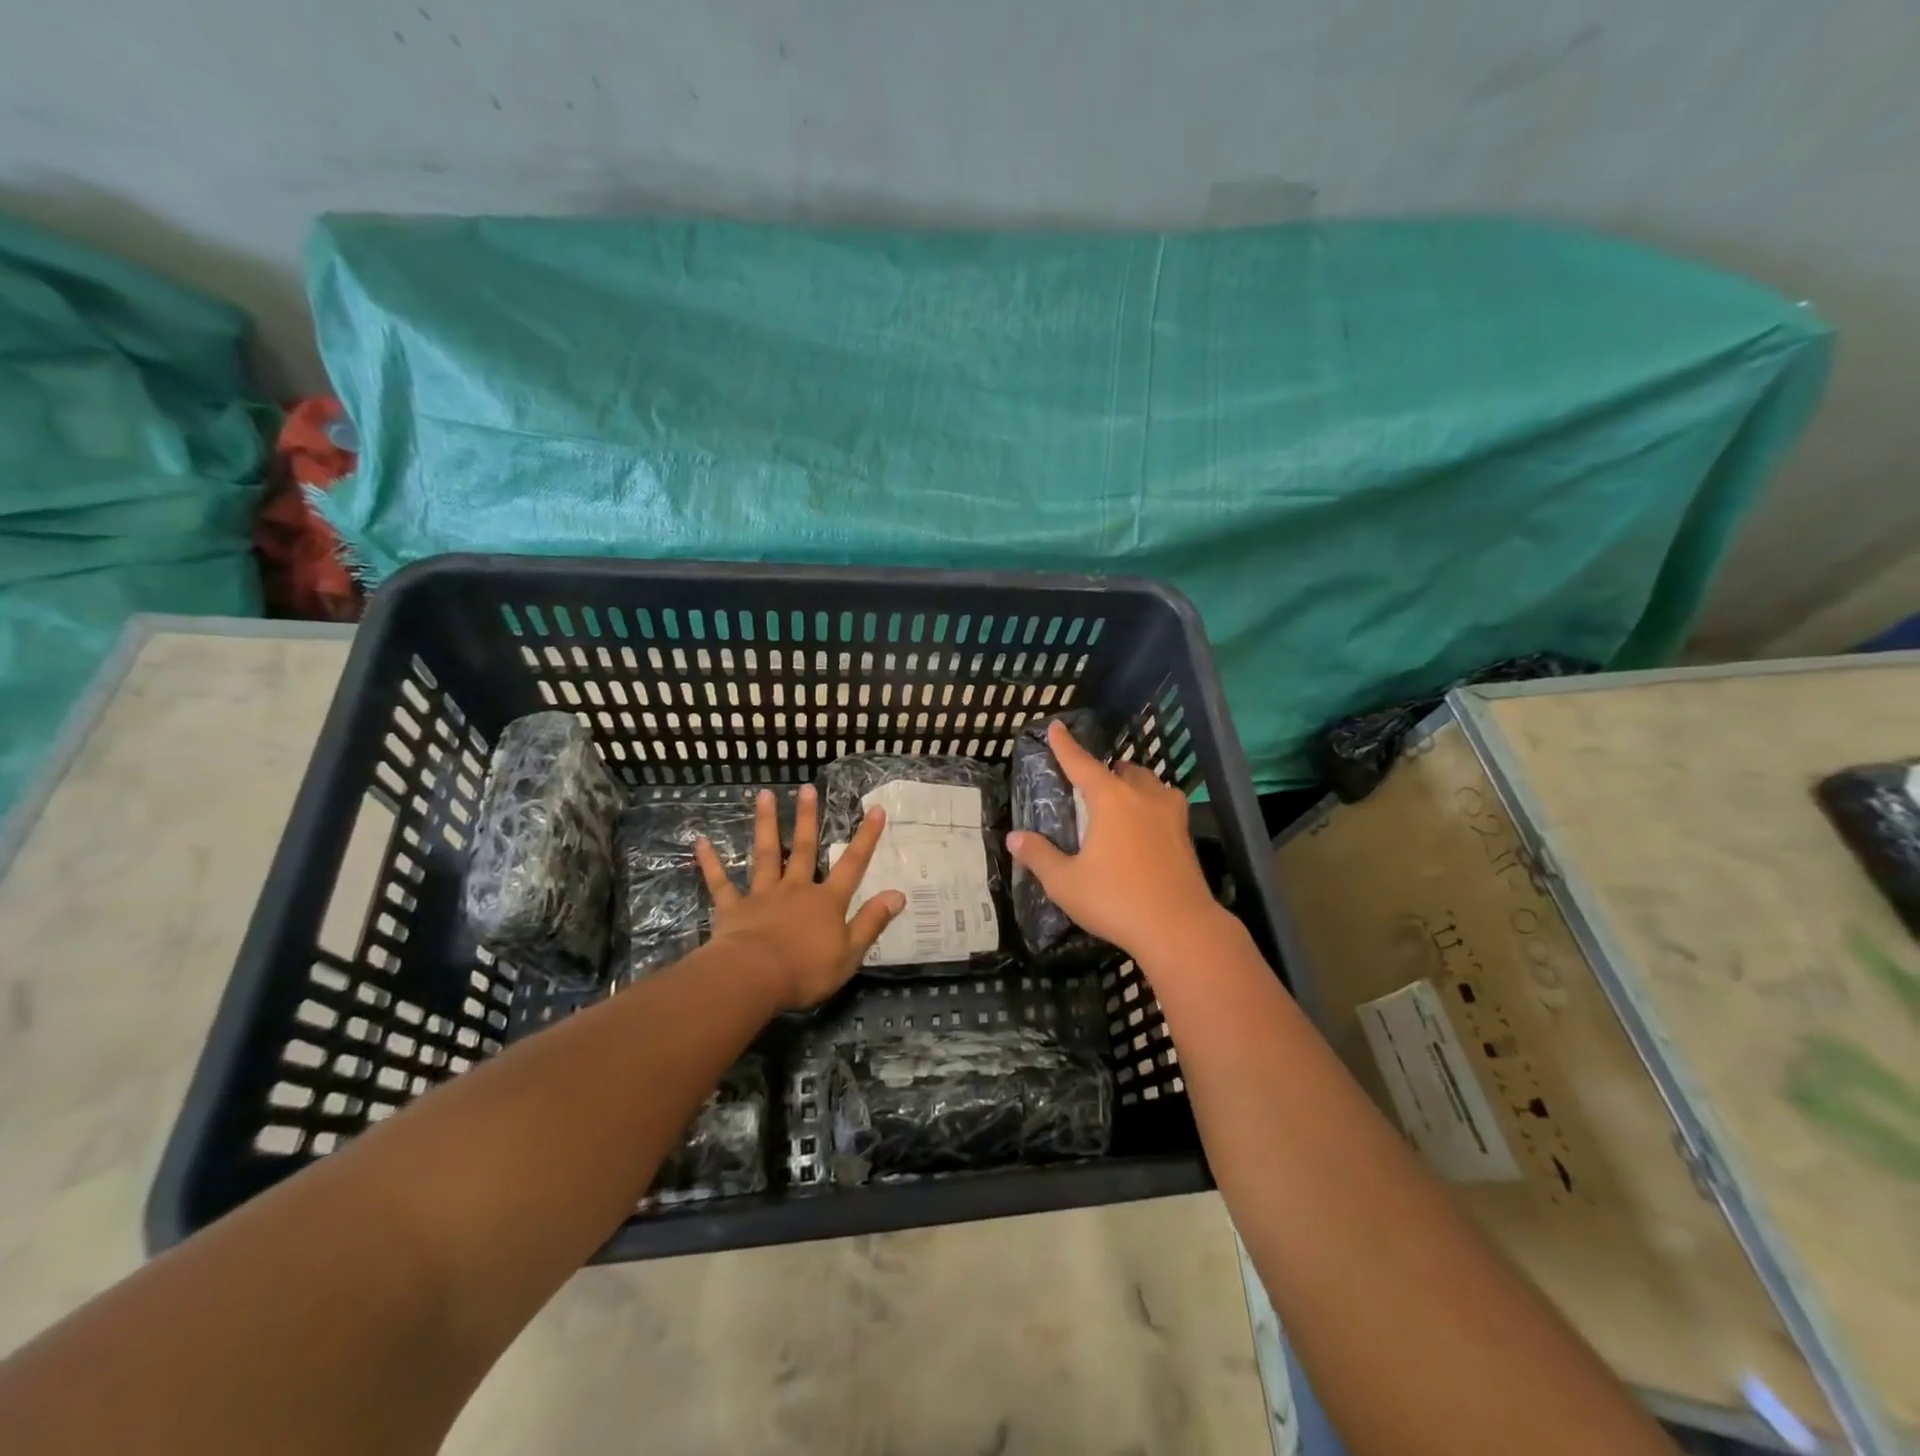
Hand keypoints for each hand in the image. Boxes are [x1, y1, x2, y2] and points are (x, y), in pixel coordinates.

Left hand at [694, 785, 903, 1009]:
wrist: (754, 978)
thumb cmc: (806, 970)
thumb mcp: (851, 952)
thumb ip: (872, 921)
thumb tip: (898, 893)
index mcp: (826, 902)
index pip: (852, 864)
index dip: (866, 838)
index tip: (875, 809)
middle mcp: (796, 889)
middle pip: (804, 849)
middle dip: (808, 818)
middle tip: (807, 788)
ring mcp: (762, 896)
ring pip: (766, 854)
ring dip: (766, 825)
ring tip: (764, 796)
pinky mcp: (733, 909)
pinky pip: (720, 883)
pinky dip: (711, 862)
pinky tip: (700, 842)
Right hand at [1006, 720, 1223, 965]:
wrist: (1180, 928)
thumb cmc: (1116, 900)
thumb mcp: (1065, 882)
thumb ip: (1039, 856)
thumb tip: (1014, 838)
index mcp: (1110, 800)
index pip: (1082, 764)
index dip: (1065, 746)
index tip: (1056, 727)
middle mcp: (1142, 796)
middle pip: (1122, 770)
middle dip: (1105, 770)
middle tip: (1088, 786)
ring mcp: (1170, 814)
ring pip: (1149, 783)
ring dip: (1132, 783)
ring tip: (1119, 799)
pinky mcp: (1186, 835)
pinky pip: (1165, 804)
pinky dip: (1151, 804)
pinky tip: (1146, 825)